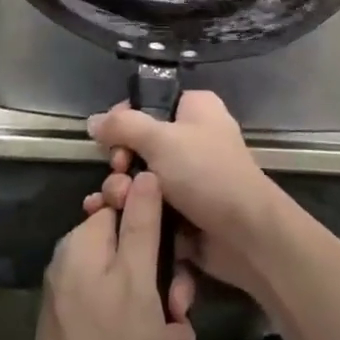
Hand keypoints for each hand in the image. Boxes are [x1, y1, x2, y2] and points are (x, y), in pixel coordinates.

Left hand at [23, 172, 197, 339]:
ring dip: (162, 334)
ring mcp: (81, 308)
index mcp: (83, 244)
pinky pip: (126, 334)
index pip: (124, 207)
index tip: (176, 255)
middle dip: (165, 295)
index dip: (155, 228)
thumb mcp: (137, 280)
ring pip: (139, 303)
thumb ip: (142, 223)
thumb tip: (144, 171)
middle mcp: (78, 269)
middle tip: (175, 317)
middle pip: (136, 260)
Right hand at [85, 91, 287, 298]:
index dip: (123, 121)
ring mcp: (189, 176)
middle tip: (119, 176)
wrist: (246, 235)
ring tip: (117, 203)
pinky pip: (151, 204)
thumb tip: (94, 121)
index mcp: (194, 108)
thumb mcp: (160, 139)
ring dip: (123, 191)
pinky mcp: (185, 210)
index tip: (108, 141)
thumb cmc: (205, 173)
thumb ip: (123, 126)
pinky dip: (134, 212)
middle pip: (140, 143)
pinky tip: (114, 221)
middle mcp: (193, 137)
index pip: (148, 103)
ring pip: (142, 178)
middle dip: (121, 163)